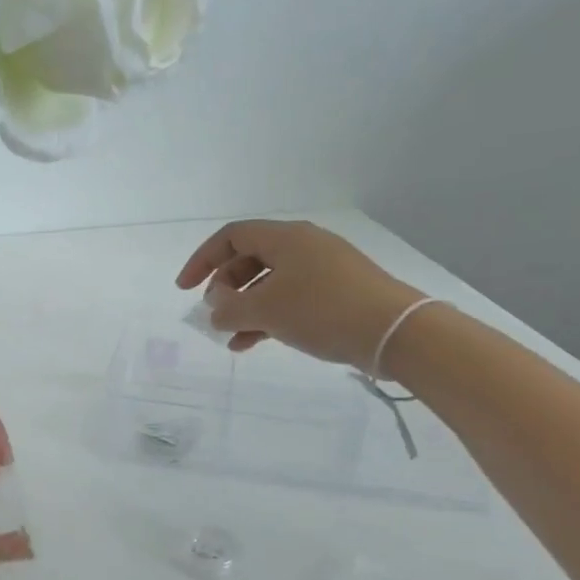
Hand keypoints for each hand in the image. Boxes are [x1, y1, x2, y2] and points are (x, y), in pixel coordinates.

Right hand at [176, 220, 424, 367]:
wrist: (395, 332)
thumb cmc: (323, 311)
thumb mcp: (265, 310)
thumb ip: (229, 309)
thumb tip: (215, 309)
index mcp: (285, 238)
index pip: (231, 236)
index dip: (202, 260)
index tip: (184, 289)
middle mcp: (304, 246)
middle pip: (249, 258)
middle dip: (224, 287)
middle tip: (214, 313)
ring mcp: (323, 269)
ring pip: (269, 282)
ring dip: (244, 307)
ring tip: (230, 336)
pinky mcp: (337, 292)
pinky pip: (290, 298)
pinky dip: (268, 316)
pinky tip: (254, 342)